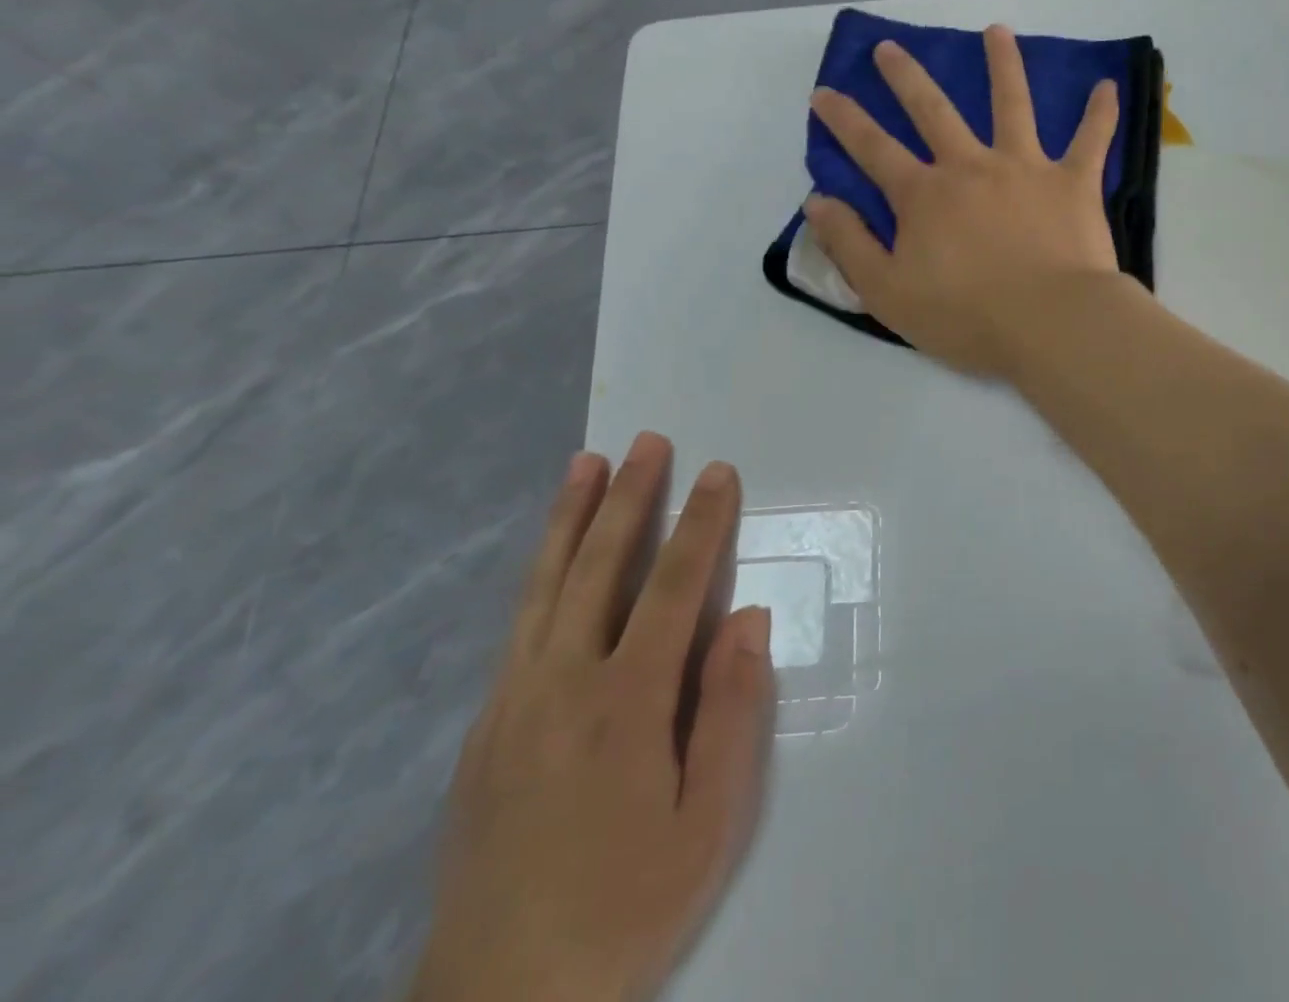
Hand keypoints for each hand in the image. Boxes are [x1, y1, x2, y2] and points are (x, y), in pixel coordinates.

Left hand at [411, 434, 773, 1001]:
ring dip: (571, 517)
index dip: (700, 524)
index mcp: (625, 702)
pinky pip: (519, 624)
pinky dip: (539, 571)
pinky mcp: (484, 726)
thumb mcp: (708, 825)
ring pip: (546, 584)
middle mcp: (562, 682)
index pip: (671, 586)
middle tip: (647, 441)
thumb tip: (745, 619)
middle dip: (630, 496)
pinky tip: (551, 554)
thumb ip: (731, 713)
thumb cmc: (626, 906)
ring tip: (585, 463)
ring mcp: (513, 700)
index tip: (717, 472)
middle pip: (601, 566)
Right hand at [803, 23, 1121, 377]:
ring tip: (996, 31)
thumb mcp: (887, 292)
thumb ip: (849, 245)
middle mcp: (971, 167)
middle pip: (933, 111)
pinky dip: (1099, 113)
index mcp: (924, 196)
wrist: (1050, 324)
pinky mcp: (1073, 183)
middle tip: (890, 47)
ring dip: (1003, 65)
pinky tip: (1107, 86)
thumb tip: (817, 201)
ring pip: (1012, 104)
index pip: (873, 148)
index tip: (823, 92)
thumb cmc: (966, 317)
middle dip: (907, 77)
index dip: (844, 120)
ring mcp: (1025, 168)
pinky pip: (1090, 140)